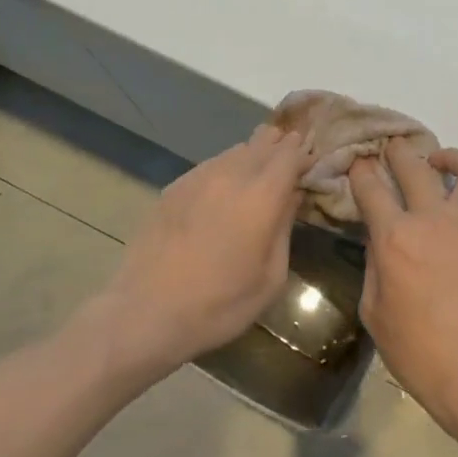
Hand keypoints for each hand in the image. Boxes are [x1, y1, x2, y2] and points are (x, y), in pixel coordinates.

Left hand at [90, 124, 314, 375]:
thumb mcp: (270, 277)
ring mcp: (197, 178)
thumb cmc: (219, 304)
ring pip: (234, 151)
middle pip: (262, 142)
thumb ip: (285, 228)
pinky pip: (209, 166)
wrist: (145, 313)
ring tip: (260, 170)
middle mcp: (231, 175)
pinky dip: (226, 168)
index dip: (304, 152)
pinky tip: (225, 189)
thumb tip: (292, 196)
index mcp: (261, 196)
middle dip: (280, 146)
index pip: (290, 154)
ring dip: (253, 155)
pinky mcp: (173, 188)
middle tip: (291, 157)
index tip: (312, 160)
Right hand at [350, 139, 457, 439]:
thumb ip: (375, 263)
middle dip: (395, 151)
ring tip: (435, 161)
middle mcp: (431, 218)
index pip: (371, 186)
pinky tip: (456, 197)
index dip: (360, 170)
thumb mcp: (374, 310)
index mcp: (394, 239)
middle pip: (411, 164)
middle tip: (389, 150)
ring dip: (444, 156)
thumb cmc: (418, 351)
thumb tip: (380, 235)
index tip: (357, 164)